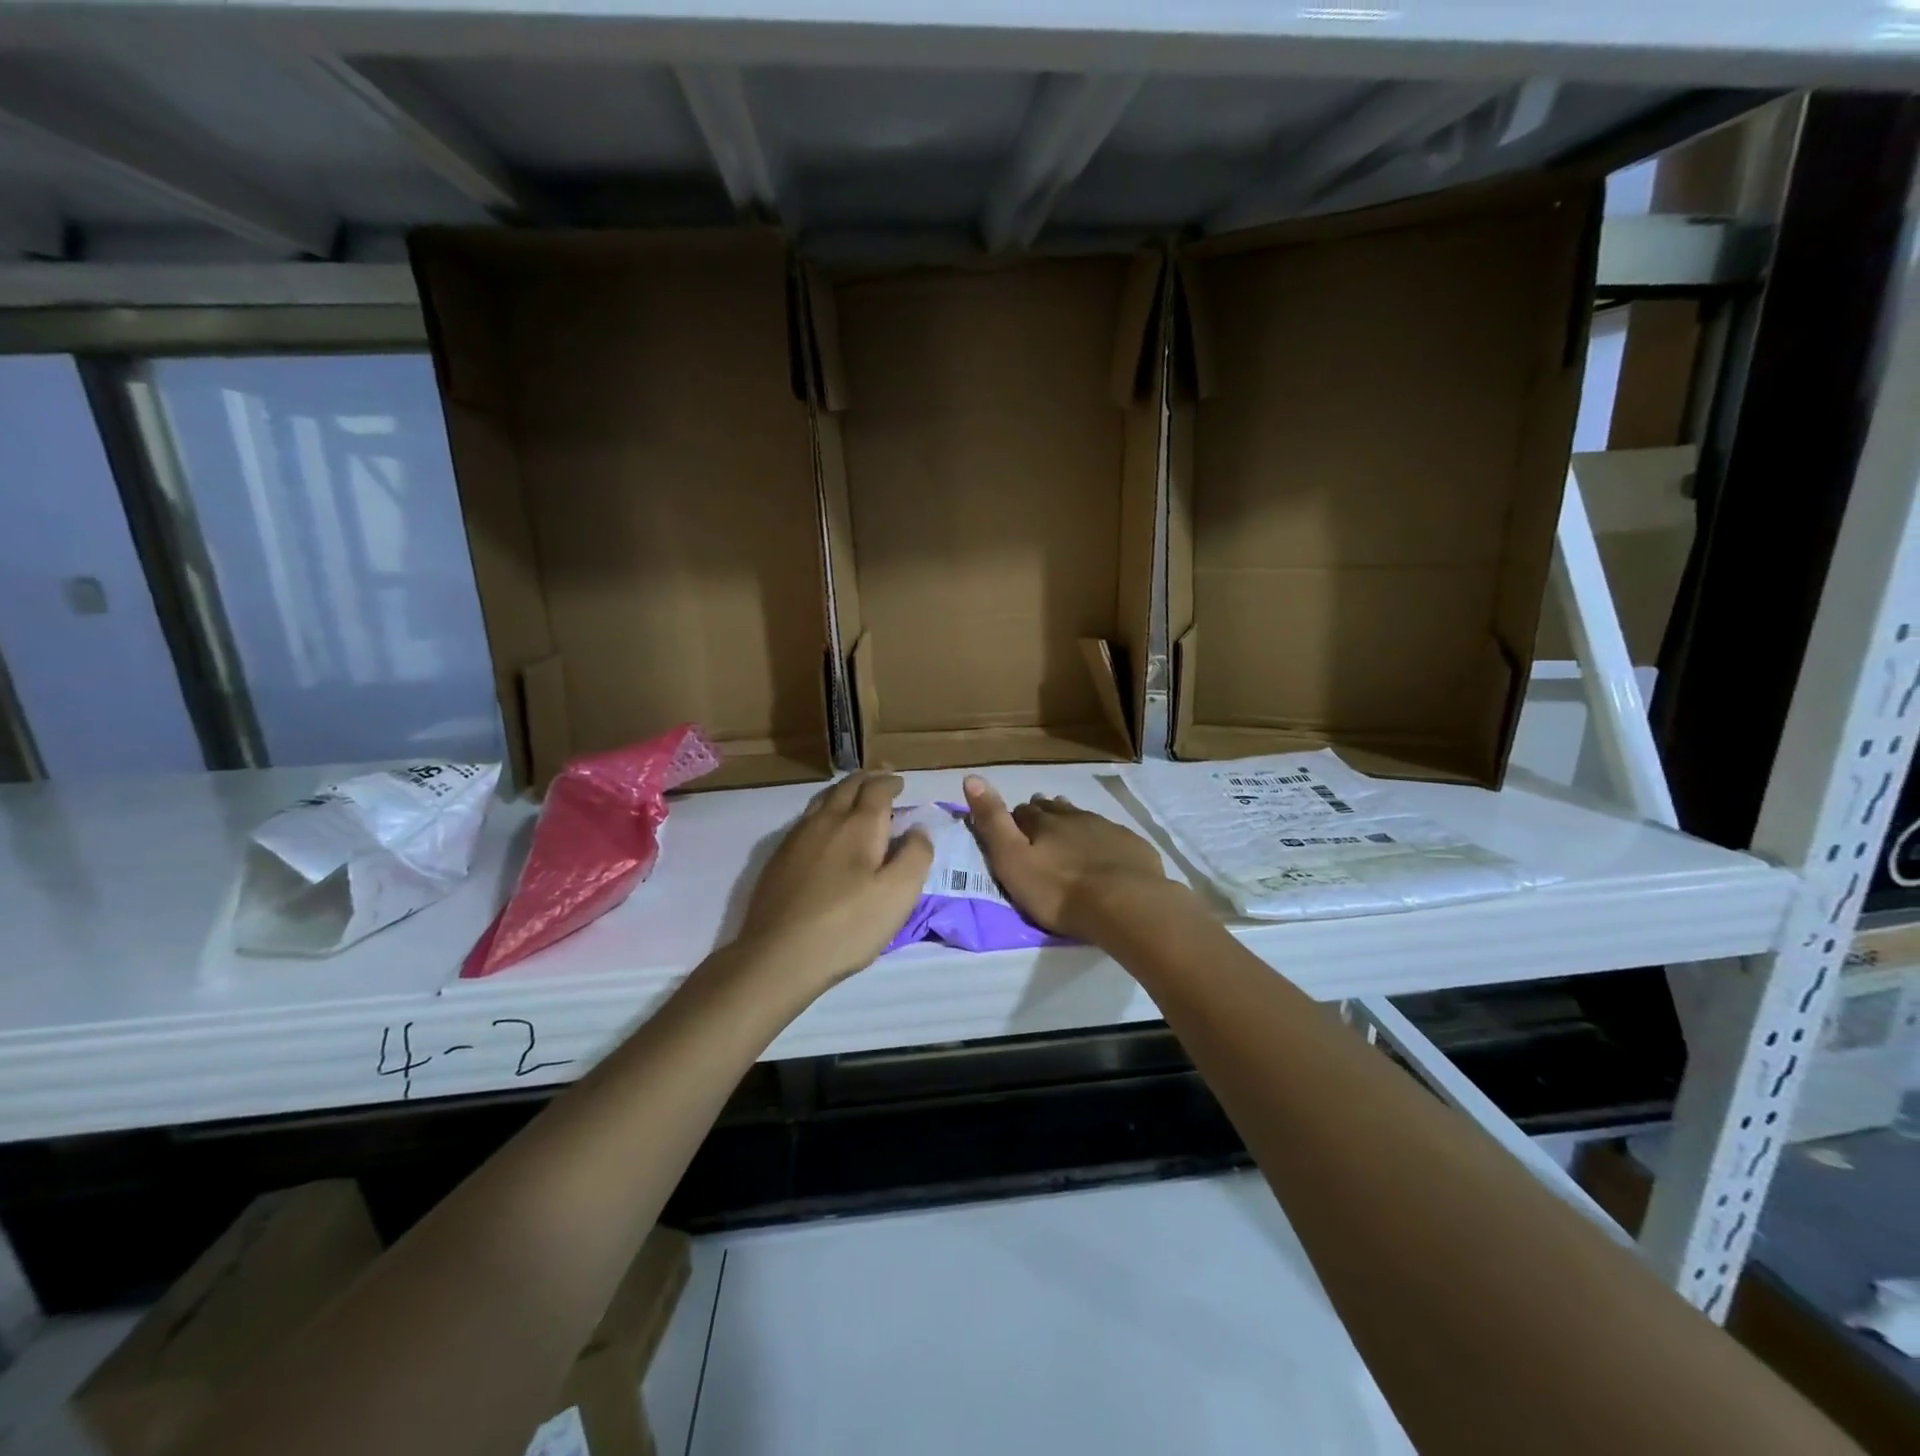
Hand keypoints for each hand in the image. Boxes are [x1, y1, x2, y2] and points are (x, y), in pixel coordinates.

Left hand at [736, 772, 932, 991]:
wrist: (779, 956)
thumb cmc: (847, 925)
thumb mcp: (898, 894)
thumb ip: (915, 855)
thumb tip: (918, 829)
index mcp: (858, 824)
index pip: (877, 789)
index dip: (891, 782)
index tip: (901, 782)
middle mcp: (826, 820)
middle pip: (847, 787)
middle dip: (868, 778)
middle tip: (882, 776)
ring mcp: (797, 837)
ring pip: (823, 799)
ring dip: (844, 790)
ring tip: (855, 793)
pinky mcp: (778, 858)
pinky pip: (807, 818)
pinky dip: (825, 810)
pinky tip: (825, 826)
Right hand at [962, 775, 1179, 945]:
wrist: (1125, 905)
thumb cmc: (1059, 891)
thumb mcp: (1012, 860)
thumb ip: (992, 821)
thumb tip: (971, 777)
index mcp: (1043, 821)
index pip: (1023, 811)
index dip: (1015, 818)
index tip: (1012, 827)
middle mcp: (1074, 816)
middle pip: (1053, 810)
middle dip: (1043, 816)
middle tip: (1038, 829)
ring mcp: (1106, 828)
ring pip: (1082, 819)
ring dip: (1072, 824)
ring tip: (1067, 835)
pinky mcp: (1132, 845)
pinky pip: (1111, 835)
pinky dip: (1101, 840)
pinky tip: (1103, 852)